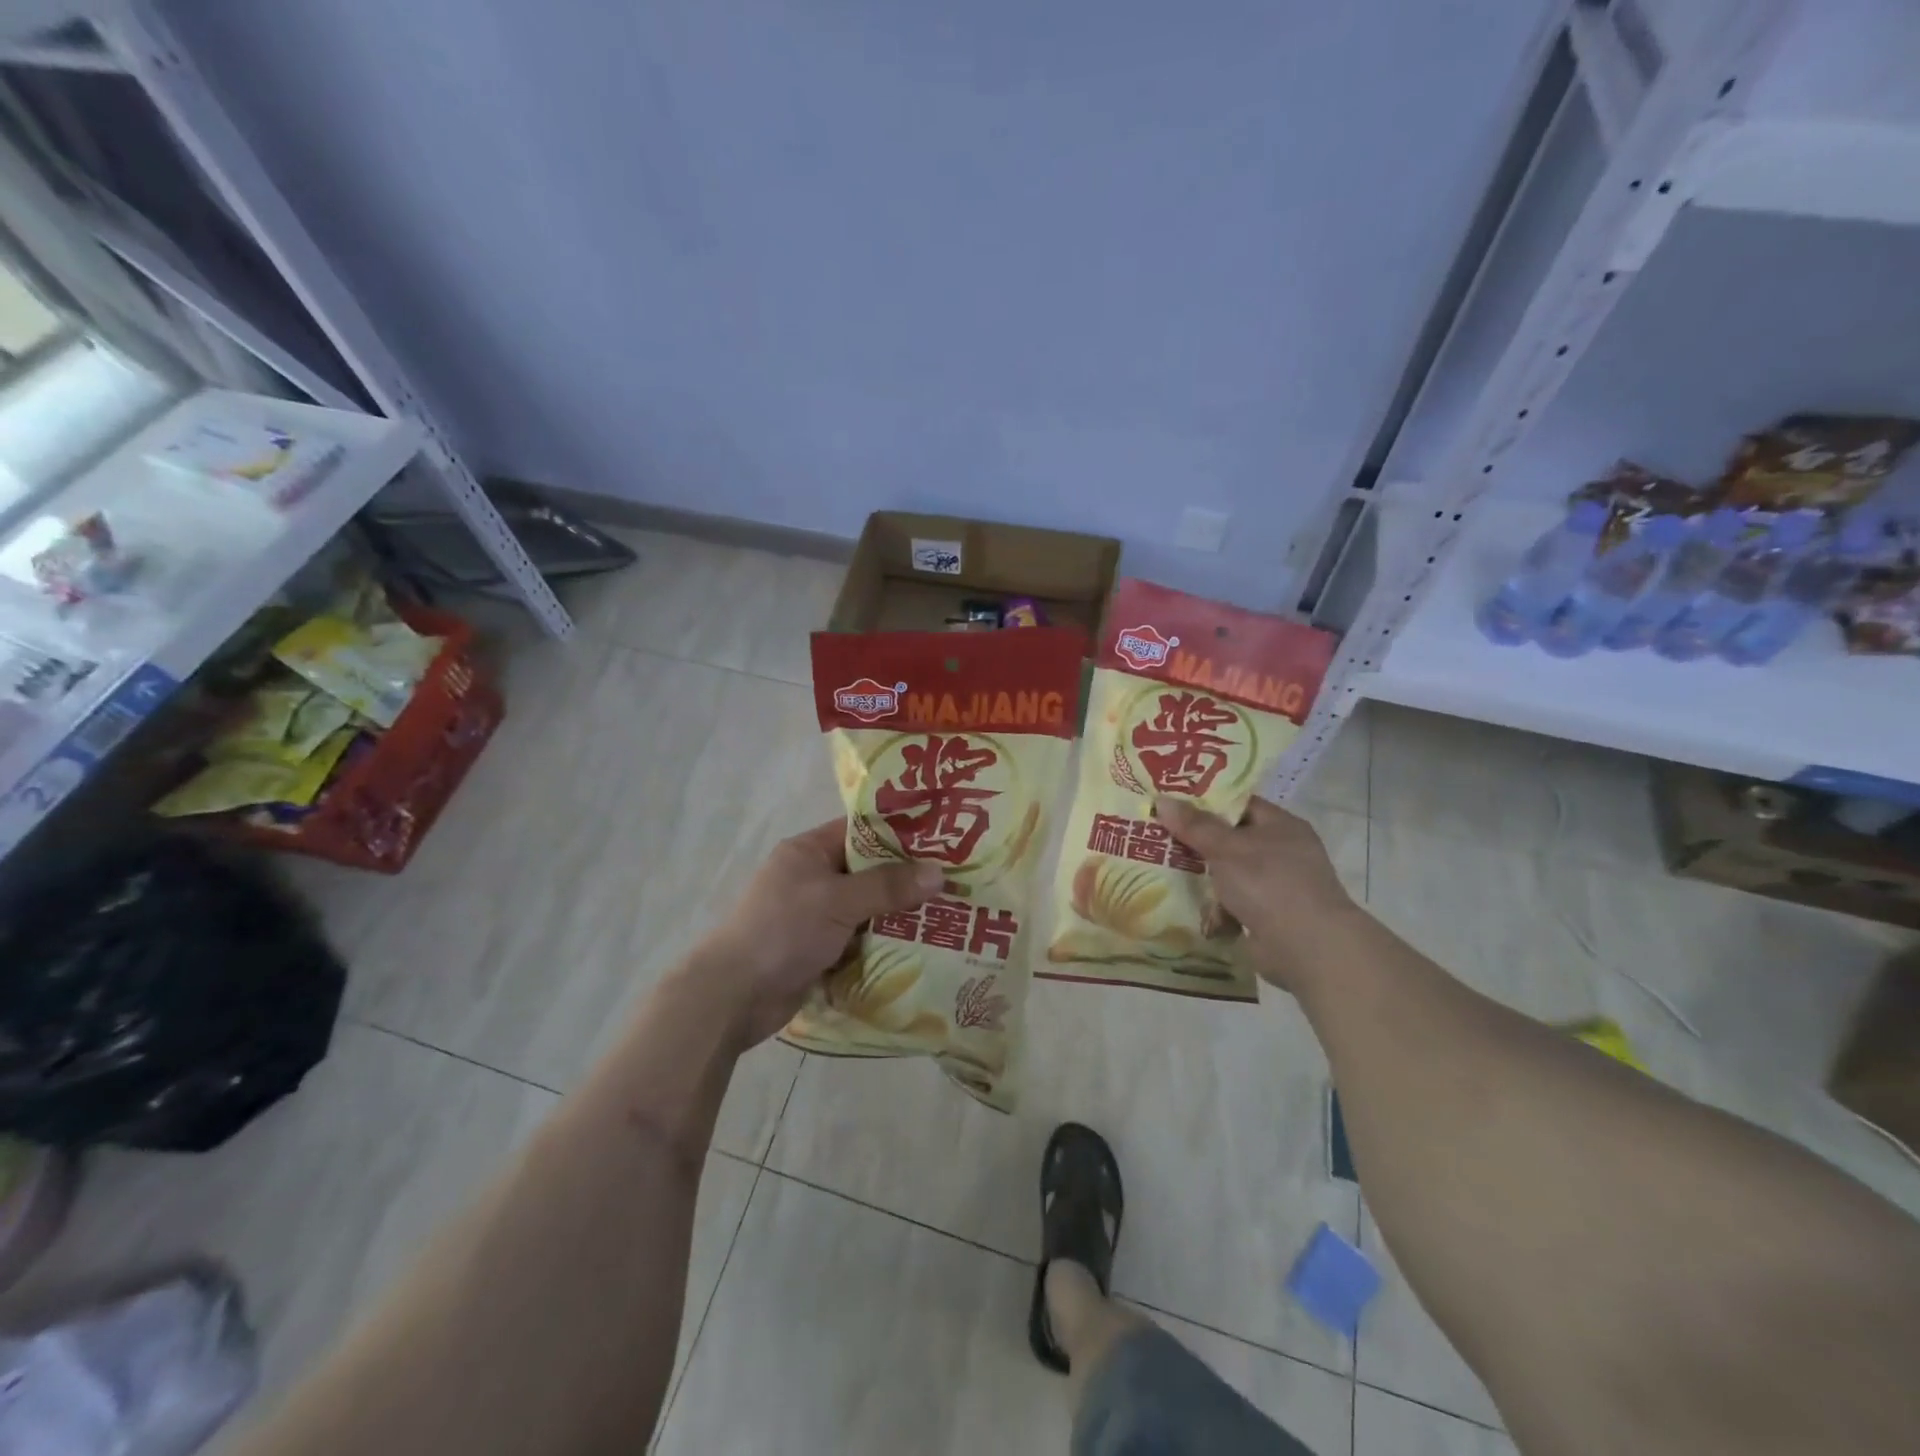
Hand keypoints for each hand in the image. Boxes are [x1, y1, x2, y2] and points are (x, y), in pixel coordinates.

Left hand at [688, 819, 941, 1045]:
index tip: (941, 837)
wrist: (734, 996)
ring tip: (949, 913)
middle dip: (907, 879)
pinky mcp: (819, 949)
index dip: (899, 832)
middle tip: (955, 880)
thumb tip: (938, 872)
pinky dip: (884, 943)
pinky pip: (860, 939)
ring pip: (867, 908)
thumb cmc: (783, 930)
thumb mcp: (838, 900)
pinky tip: (922, 946)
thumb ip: (887, 886)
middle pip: (868, 871)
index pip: (861, 831)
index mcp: (808, 852)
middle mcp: (812, 878)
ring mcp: (815, 916)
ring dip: (899, 914)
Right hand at [1157, 797, 1361, 992]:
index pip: (1239, 805)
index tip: (1172, 805)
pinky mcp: (1270, 916)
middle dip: (1198, 843)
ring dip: (1204, 878)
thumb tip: (1162, 799)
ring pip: (1230, 873)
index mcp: (1281, 825)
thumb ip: (1194, 825)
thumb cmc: (1268, 883)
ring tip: (1164, 873)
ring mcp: (1278, 886)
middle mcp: (1283, 851)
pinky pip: (1234, 903)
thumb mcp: (1226, 848)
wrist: (1307, 947)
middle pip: (1231, 840)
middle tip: (1159, 838)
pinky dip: (1216, 907)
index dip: (1206, 803)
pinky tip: (1189, 907)